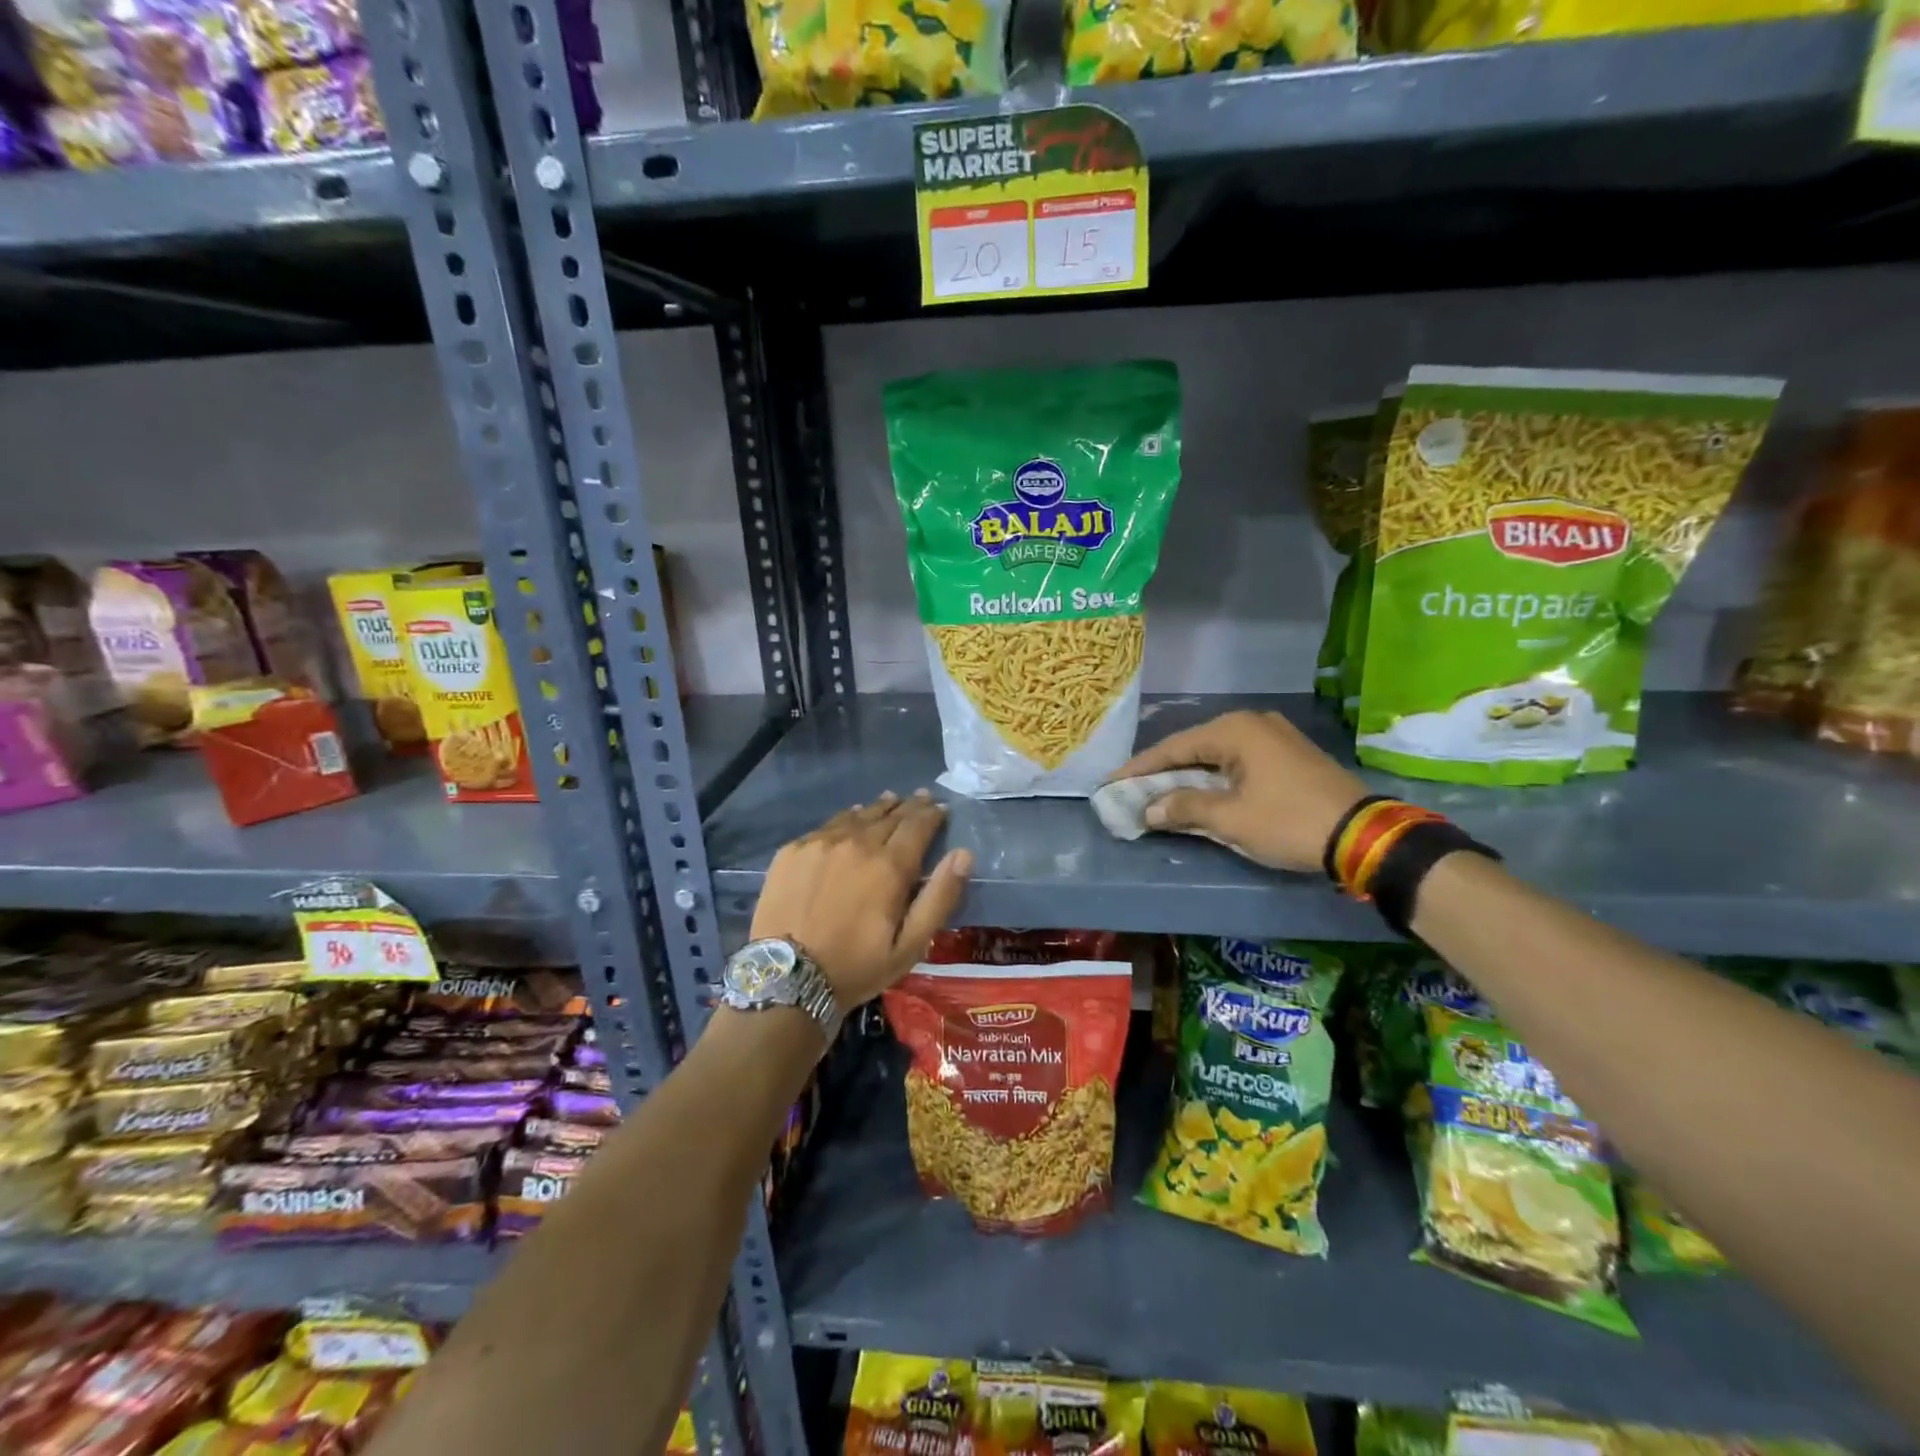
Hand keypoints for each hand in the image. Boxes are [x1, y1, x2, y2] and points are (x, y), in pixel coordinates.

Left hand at [750, 790, 972, 1008]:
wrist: (785, 978)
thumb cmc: (856, 966)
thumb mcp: (910, 945)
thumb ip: (939, 897)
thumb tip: (964, 854)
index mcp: (889, 866)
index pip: (918, 825)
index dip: (932, 814)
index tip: (941, 808)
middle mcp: (857, 843)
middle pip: (889, 816)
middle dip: (909, 807)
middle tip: (921, 797)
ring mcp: (821, 843)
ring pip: (858, 816)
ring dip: (878, 808)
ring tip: (890, 800)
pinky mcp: (793, 850)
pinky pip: (827, 825)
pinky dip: (846, 819)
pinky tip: (850, 819)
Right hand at [1109, 710, 1366, 872]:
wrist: (1364, 835)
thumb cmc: (1289, 821)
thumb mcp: (1230, 818)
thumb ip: (1184, 808)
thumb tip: (1149, 810)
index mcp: (1235, 731)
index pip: (1173, 747)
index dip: (1139, 769)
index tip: (1111, 783)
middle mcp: (1253, 724)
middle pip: (1193, 748)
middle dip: (1162, 772)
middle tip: (1132, 790)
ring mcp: (1275, 737)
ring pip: (1216, 756)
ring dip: (1188, 777)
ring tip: (1159, 794)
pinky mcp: (1289, 756)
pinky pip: (1238, 762)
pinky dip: (1214, 779)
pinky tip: (1200, 794)